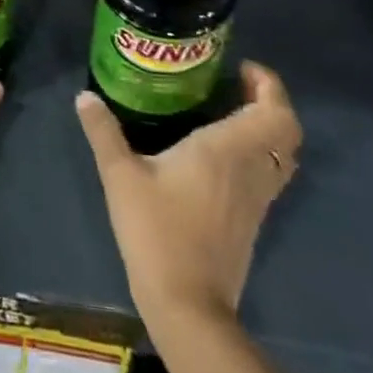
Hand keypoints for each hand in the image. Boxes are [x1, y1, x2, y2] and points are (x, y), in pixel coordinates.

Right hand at [77, 62, 301, 321]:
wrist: (188, 305)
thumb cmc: (156, 231)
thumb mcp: (120, 176)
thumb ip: (103, 132)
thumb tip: (85, 96)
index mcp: (226, 150)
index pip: (273, 111)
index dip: (269, 85)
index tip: (242, 68)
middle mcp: (251, 169)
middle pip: (287, 131)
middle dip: (271, 103)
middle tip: (237, 86)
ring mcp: (257, 198)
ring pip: (282, 155)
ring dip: (267, 129)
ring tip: (231, 113)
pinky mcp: (253, 221)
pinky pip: (270, 174)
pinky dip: (259, 153)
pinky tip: (223, 155)